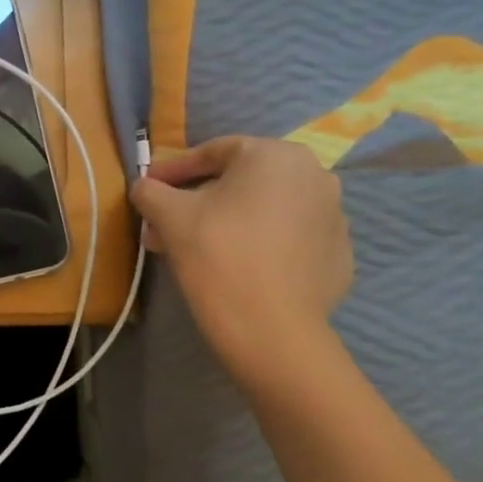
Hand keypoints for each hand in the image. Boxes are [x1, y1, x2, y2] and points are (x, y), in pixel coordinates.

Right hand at [130, 137, 352, 388]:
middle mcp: (314, 175)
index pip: (214, 153)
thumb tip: (144, 186)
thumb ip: (150, 190)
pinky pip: (288, 239)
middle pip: (242, 182)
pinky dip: (261, 245)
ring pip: (266, 210)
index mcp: (275, 154)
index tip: (150, 187)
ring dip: (229, 221)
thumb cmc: (217, 254)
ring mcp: (334, 216)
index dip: (174, 170)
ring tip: (197, 248)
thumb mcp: (168, 215)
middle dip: (200, 200)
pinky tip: (236, 267)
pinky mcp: (339, 255)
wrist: (270, 328)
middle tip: (167, 222)